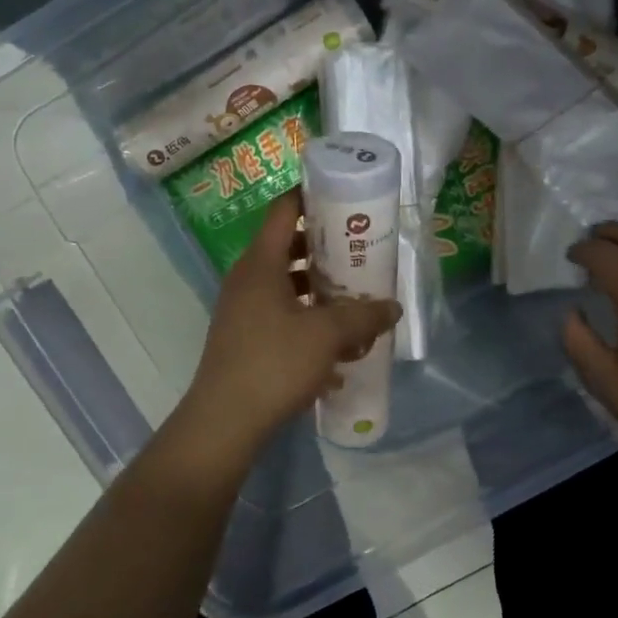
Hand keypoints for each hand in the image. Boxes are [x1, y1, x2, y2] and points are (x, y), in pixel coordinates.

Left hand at [175, 190, 400, 460]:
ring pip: (287, 287)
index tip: (342, 195)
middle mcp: (247, 280)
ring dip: (320, 291)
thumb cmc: (274, 364)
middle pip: (288, 248)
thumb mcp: (327, 335)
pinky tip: (338, 351)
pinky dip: (308, 324)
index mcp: (260, 264)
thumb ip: (363, 315)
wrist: (225, 422)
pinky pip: (282, 318)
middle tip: (360, 250)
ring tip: (356, 301)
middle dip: (325, 249)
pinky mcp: (246, 340)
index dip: (310, 196)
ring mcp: (243, 312)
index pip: (283, 210)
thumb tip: (392, 307)